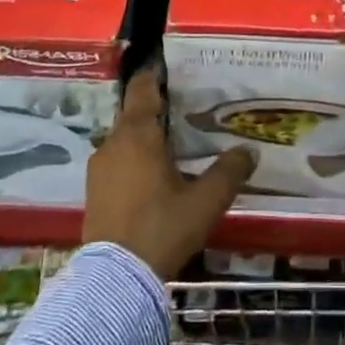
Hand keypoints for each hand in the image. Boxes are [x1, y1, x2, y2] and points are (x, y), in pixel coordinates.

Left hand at [83, 64, 254, 278]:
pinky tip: (153, 174)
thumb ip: (229, 172)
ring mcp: (99, 167)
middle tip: (183, 108)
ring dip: (144, 136)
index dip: (154, 74)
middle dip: (155, 108)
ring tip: (171, 142)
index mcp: (138, 135)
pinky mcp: (94, 191)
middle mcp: (114, 143)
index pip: (142, 89)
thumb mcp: (205, 201)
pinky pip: (116, 160)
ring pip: (124, 138)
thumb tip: (250, 150)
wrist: (115, 280)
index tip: (167, 64)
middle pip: (133, 113)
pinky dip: (133, 157)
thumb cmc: (162, 228)